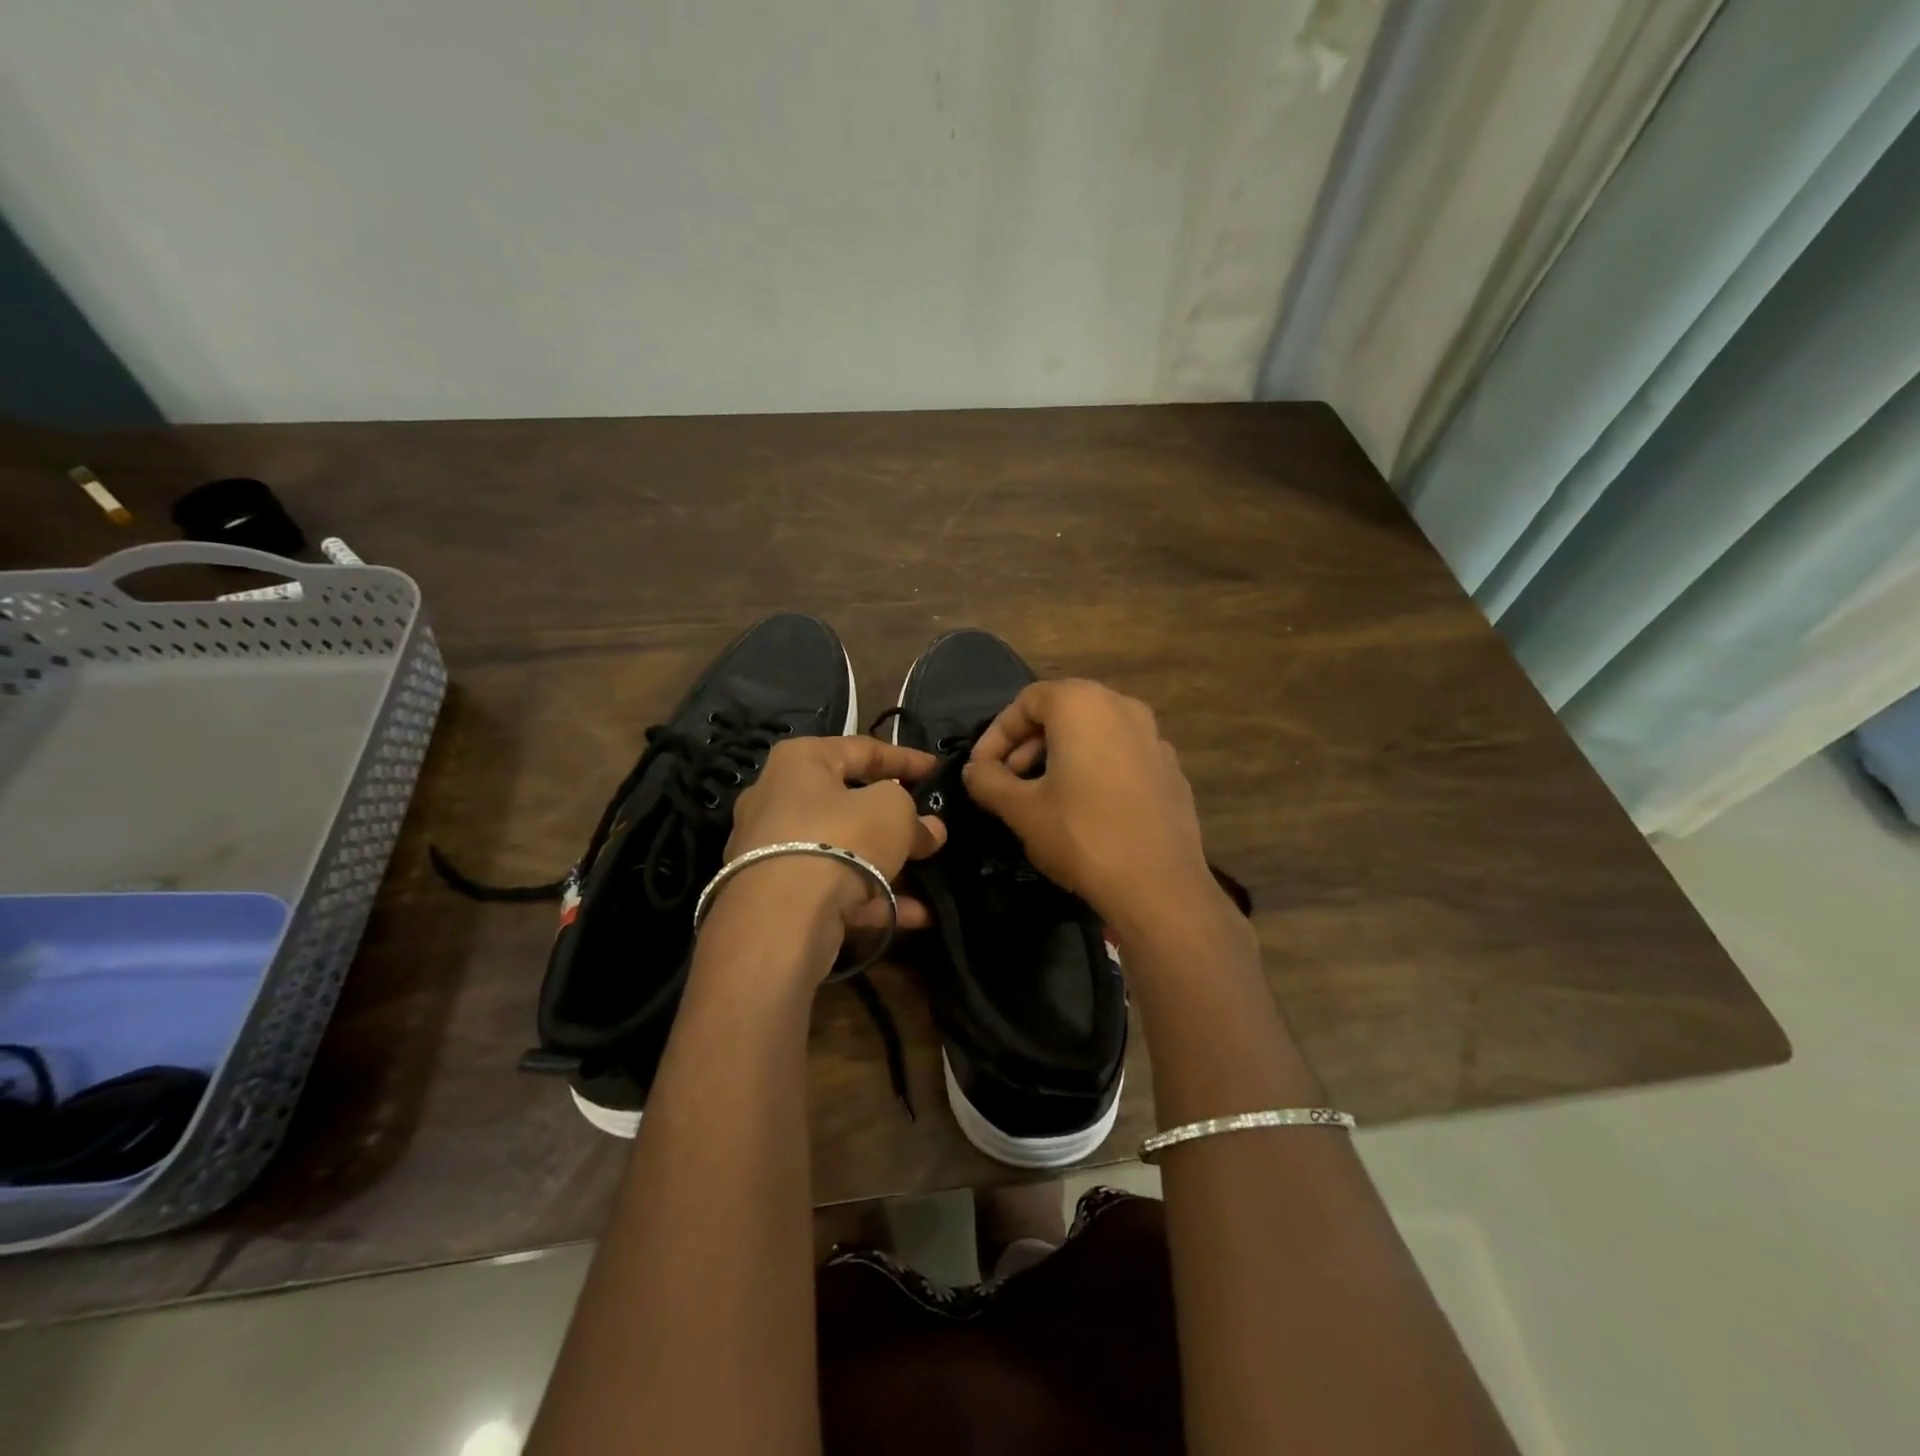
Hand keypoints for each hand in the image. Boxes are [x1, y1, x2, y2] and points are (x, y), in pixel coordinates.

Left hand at [724, 735, 946, 934]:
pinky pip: (831, 887)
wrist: (781, 918)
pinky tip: (914, 915)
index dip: (906, 759)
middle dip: (894, 820)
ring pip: (842, 851)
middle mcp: (777, 798)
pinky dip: (871, 897)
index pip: (863, 749)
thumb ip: (914, 815)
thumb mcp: (893, 811)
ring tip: (927, 879)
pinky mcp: (774, 894)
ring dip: (888, 865)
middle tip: (929, 829)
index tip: (937, 770)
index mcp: (800, 761)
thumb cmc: (841, 839)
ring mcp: (771, 850)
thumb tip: (929, 830)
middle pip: (849, 803)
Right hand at [964, 680, 1215, 929]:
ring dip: (1060, 756)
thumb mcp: (1021, 810)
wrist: (1160, 886)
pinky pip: (1121, 755)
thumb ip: (988, 781)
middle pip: (1063, 711)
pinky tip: (1086, 809)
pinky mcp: (1170, 769)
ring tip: (1042, 796)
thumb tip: (975, 770)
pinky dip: (1095, 769)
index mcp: (1083, 705)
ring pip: (1094, 733)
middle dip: (1027, 744)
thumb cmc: (1082, 836)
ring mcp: (1154, 737)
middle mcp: (1123, 707)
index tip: (981, 769)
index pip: (1027, 701)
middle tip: (1008, 781)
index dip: (996, 734)